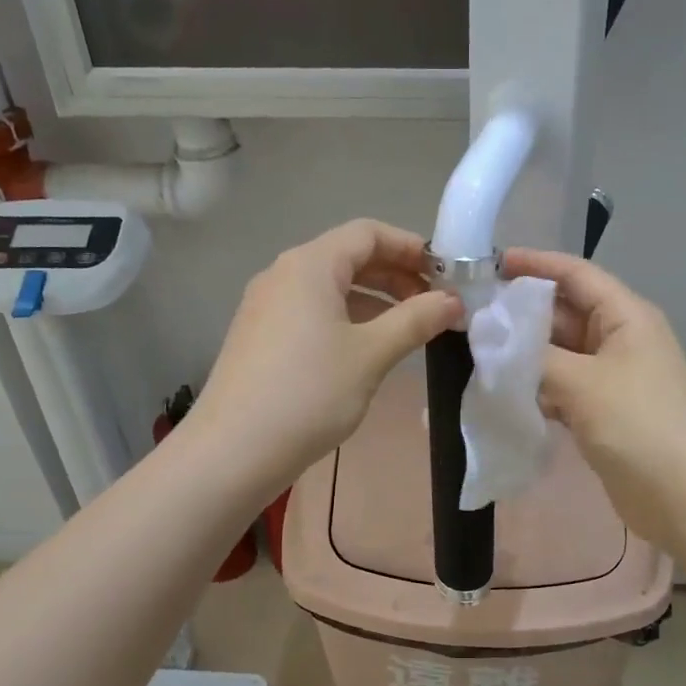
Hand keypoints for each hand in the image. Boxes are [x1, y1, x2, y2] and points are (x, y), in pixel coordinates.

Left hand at [192, 220, 461, 492]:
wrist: (233, 452)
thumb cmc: (309, 393)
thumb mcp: (371, 355)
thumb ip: (415, 320)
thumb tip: (453, 301)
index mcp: (309, 265)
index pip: (368, 233)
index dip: (411, 247)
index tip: (446, 275)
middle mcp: (283, 275)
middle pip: (348, 257)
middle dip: (396, 275)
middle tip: (434, 305)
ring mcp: (266, 307)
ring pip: (331, 288)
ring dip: (374, 301)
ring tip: (408, 330)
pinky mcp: (260, 337)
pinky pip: (312, 312)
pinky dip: (346, 320)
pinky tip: (367, 351)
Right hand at [502, 248, 685, 549]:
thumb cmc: (641, 426)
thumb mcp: (583, 383)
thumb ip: (532, 357)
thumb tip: (491, 339)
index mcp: (626, 317)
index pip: (575, 274)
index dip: (534, 264)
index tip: (488, 265)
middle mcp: (620, 339)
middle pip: (563, 314)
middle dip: (520, 314)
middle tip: (468, 317)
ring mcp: (612, 378)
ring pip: (559, 354)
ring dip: (524, 354)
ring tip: (475, 352)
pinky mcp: (603, 412)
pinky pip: (562, 387)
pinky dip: (535, 387)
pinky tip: (503, 392)